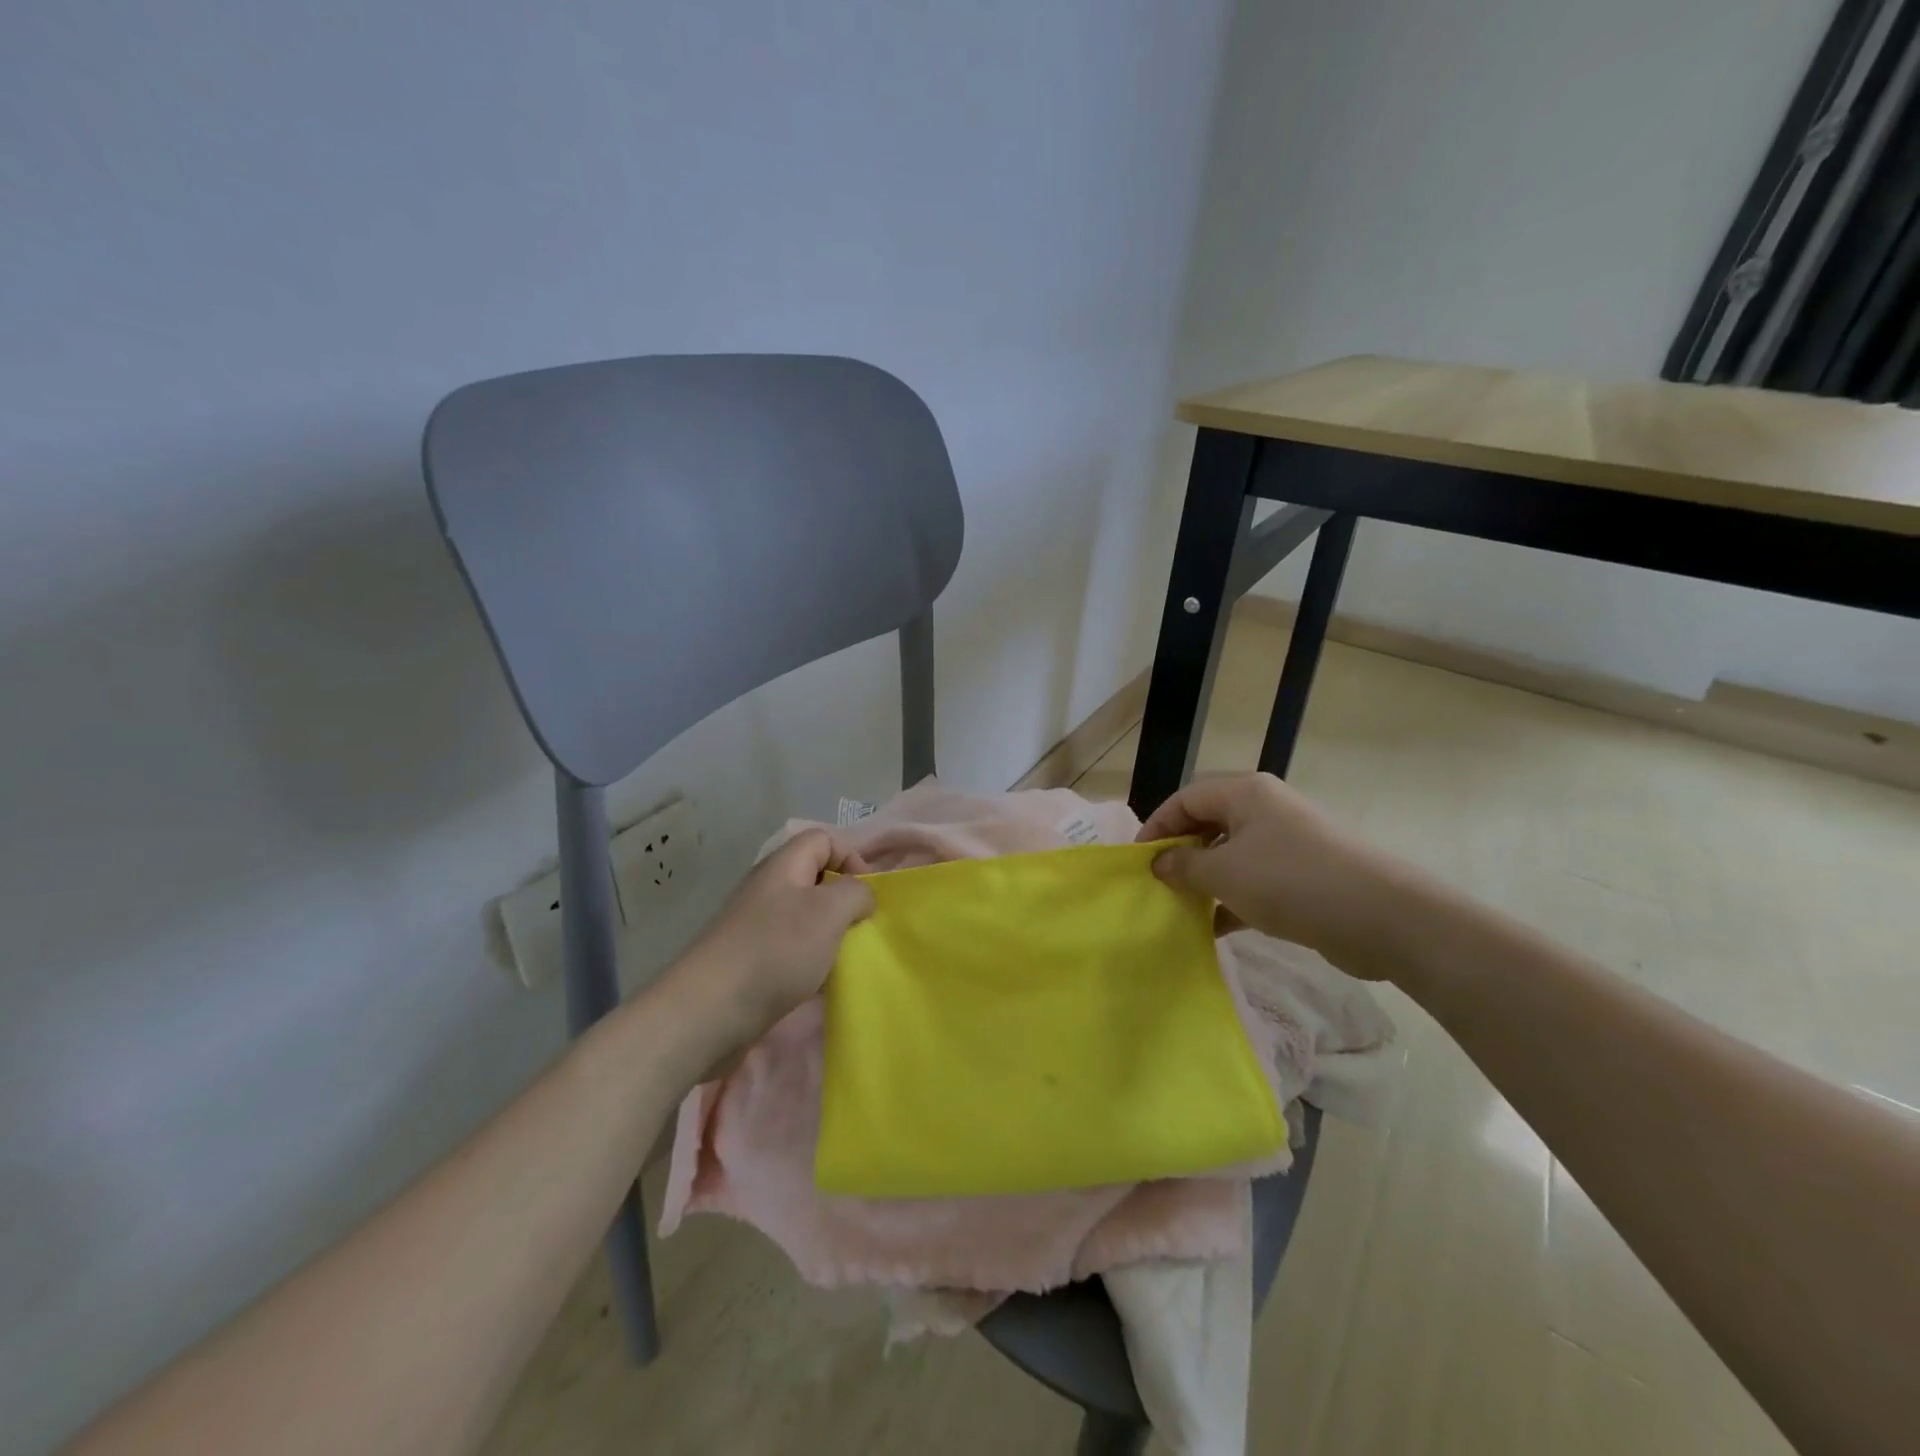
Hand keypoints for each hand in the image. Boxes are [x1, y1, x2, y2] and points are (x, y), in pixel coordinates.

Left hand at [665, 829, 875, 1064]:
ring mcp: (755, 926)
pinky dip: (810, 961)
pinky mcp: (749, 961)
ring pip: (804, 917)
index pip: (823, 840)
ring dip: (828, 934)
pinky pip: (790, 948)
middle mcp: (767, 889)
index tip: (868, 893)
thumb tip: (860, 896)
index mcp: (783, 866)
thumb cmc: (776, 950)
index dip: (851, 857)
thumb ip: (856, 893)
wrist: (710, 1012)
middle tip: (860, 927)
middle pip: (814, 878)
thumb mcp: (829, 911)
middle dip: (843, 900)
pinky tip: (818, 982)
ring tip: (843, 957)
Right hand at [1137, 773, 1401, 969]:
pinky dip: (1232, 898)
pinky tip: (1214, 926)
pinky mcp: (1304, 875)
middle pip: (1209, 822)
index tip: (1139, 861)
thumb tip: (1159, 863)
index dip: (1157, 825)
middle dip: (1181, 852)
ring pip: (1231, 853)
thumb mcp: (1224, 873)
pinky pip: (1255, 879)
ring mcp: (1288, 842)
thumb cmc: (1291, 881)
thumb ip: (1183, 866)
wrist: (1382, 917)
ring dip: (1205, 878)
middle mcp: (1266, 809)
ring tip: (1181, 906)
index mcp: (1246, 793)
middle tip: (1159, 883)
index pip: (1186, 798)